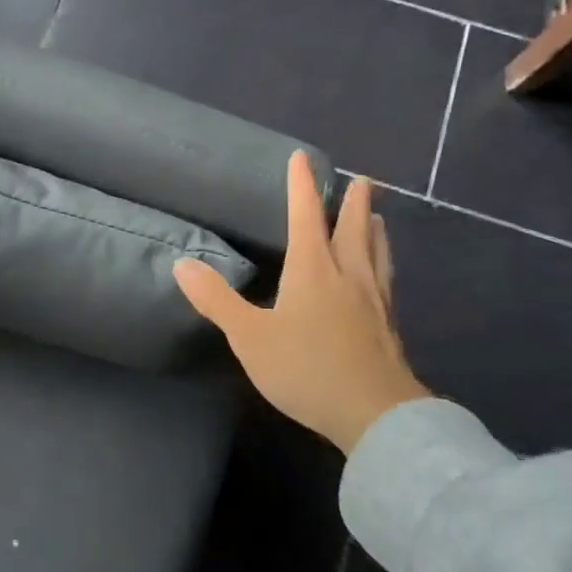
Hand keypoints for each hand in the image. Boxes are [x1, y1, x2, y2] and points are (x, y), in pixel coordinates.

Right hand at [174, 154, 426, 452]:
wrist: (375, 414)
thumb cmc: (306, 369)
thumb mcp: (249, 337)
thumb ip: (216, 300)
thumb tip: (182, 263)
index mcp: (313, 270)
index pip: (305, 216)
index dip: (301, 186)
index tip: (301, 158)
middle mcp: (348, 275)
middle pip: (353, 228)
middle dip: (355, 202)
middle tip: (363, 180)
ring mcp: (374, 300)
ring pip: (376, 253)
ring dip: (375, 230)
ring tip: (378, 217)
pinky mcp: (389, 326)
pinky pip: (386, 280)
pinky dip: (384, 263)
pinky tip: (383, 276)